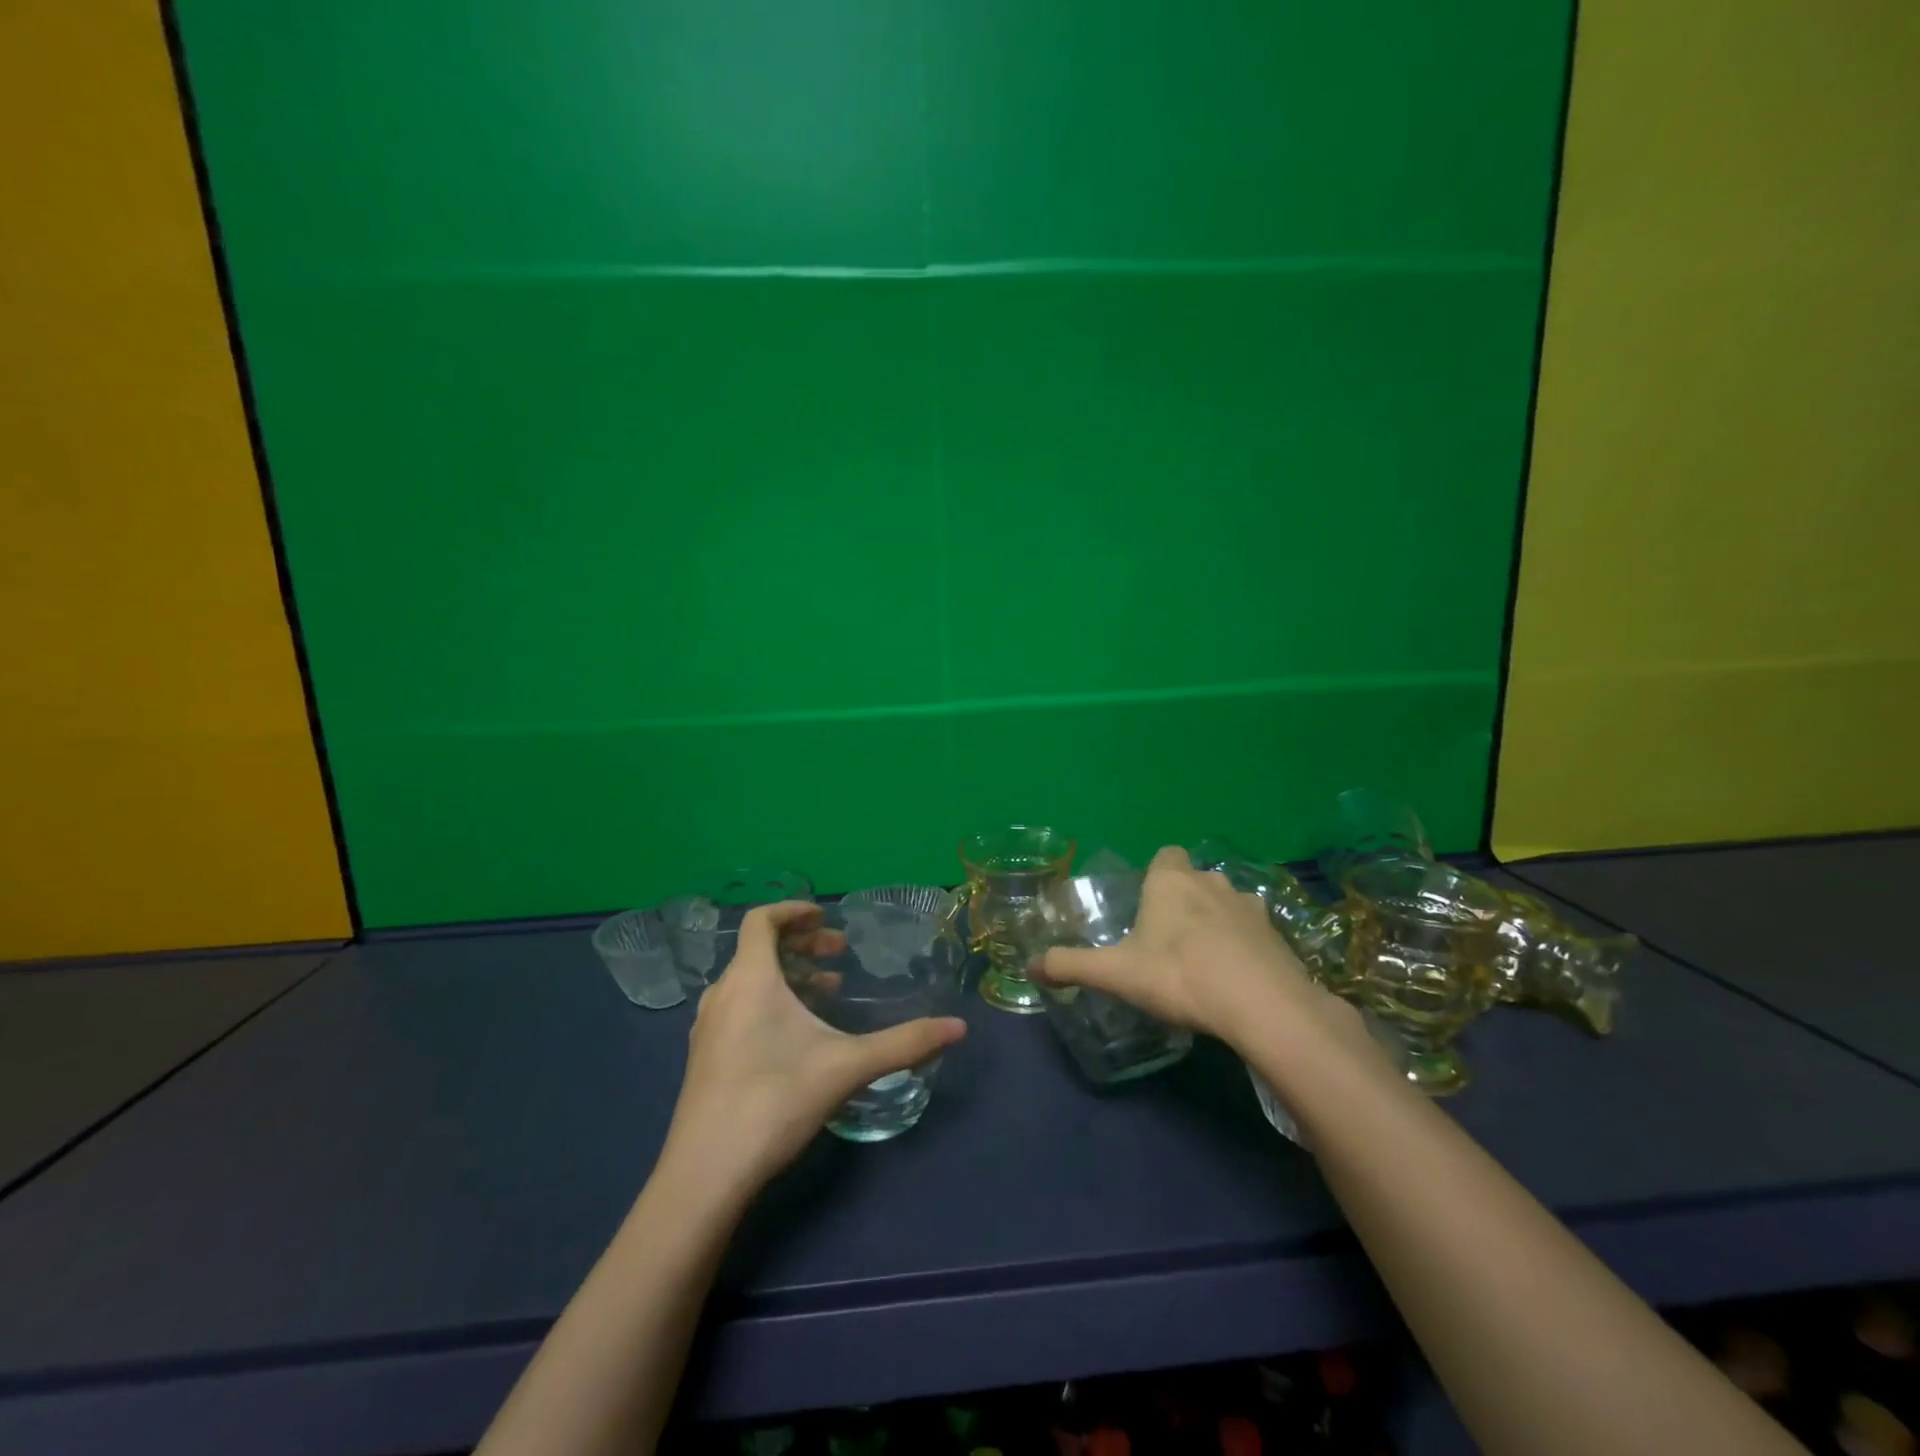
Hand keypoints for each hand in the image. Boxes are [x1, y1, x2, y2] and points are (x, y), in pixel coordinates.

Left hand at [663, 902, 966, 1191]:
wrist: (705, 1175)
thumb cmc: (774, 1101)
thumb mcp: (847, 1066)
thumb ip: (904, 1043)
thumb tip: (959, 1028)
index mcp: (750, 979)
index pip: (761, 920)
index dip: (793, 910)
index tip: (826, 917)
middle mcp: (722, 994)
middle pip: (758, 949)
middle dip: (801, 944)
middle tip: (839, 955)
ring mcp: (707, 1028)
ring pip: (749, 980)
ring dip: (787, 974)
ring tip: (825, 991)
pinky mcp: (704, 1058)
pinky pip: (738, 1007)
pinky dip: (769, 1001)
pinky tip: (795, 1036)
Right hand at [1037, 845, 1357, 1052]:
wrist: (1261, 1004)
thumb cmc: (1178, 975)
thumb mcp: (1115, 973)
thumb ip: (1071, 965)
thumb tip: (1030, 965)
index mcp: (1170, 881)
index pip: (1165, 854)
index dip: (1156, 874)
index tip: (1147, 905)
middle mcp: (1210, 882)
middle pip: (1194, 879)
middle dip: (1183, 900)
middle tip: (1167, 939)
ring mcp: (1249, 906)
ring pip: (1226, 902)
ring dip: (1216, 920)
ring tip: (1203, 959)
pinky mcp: (1277, 934)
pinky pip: (1254, 930)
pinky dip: (1244, 945)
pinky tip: (1236, 976)